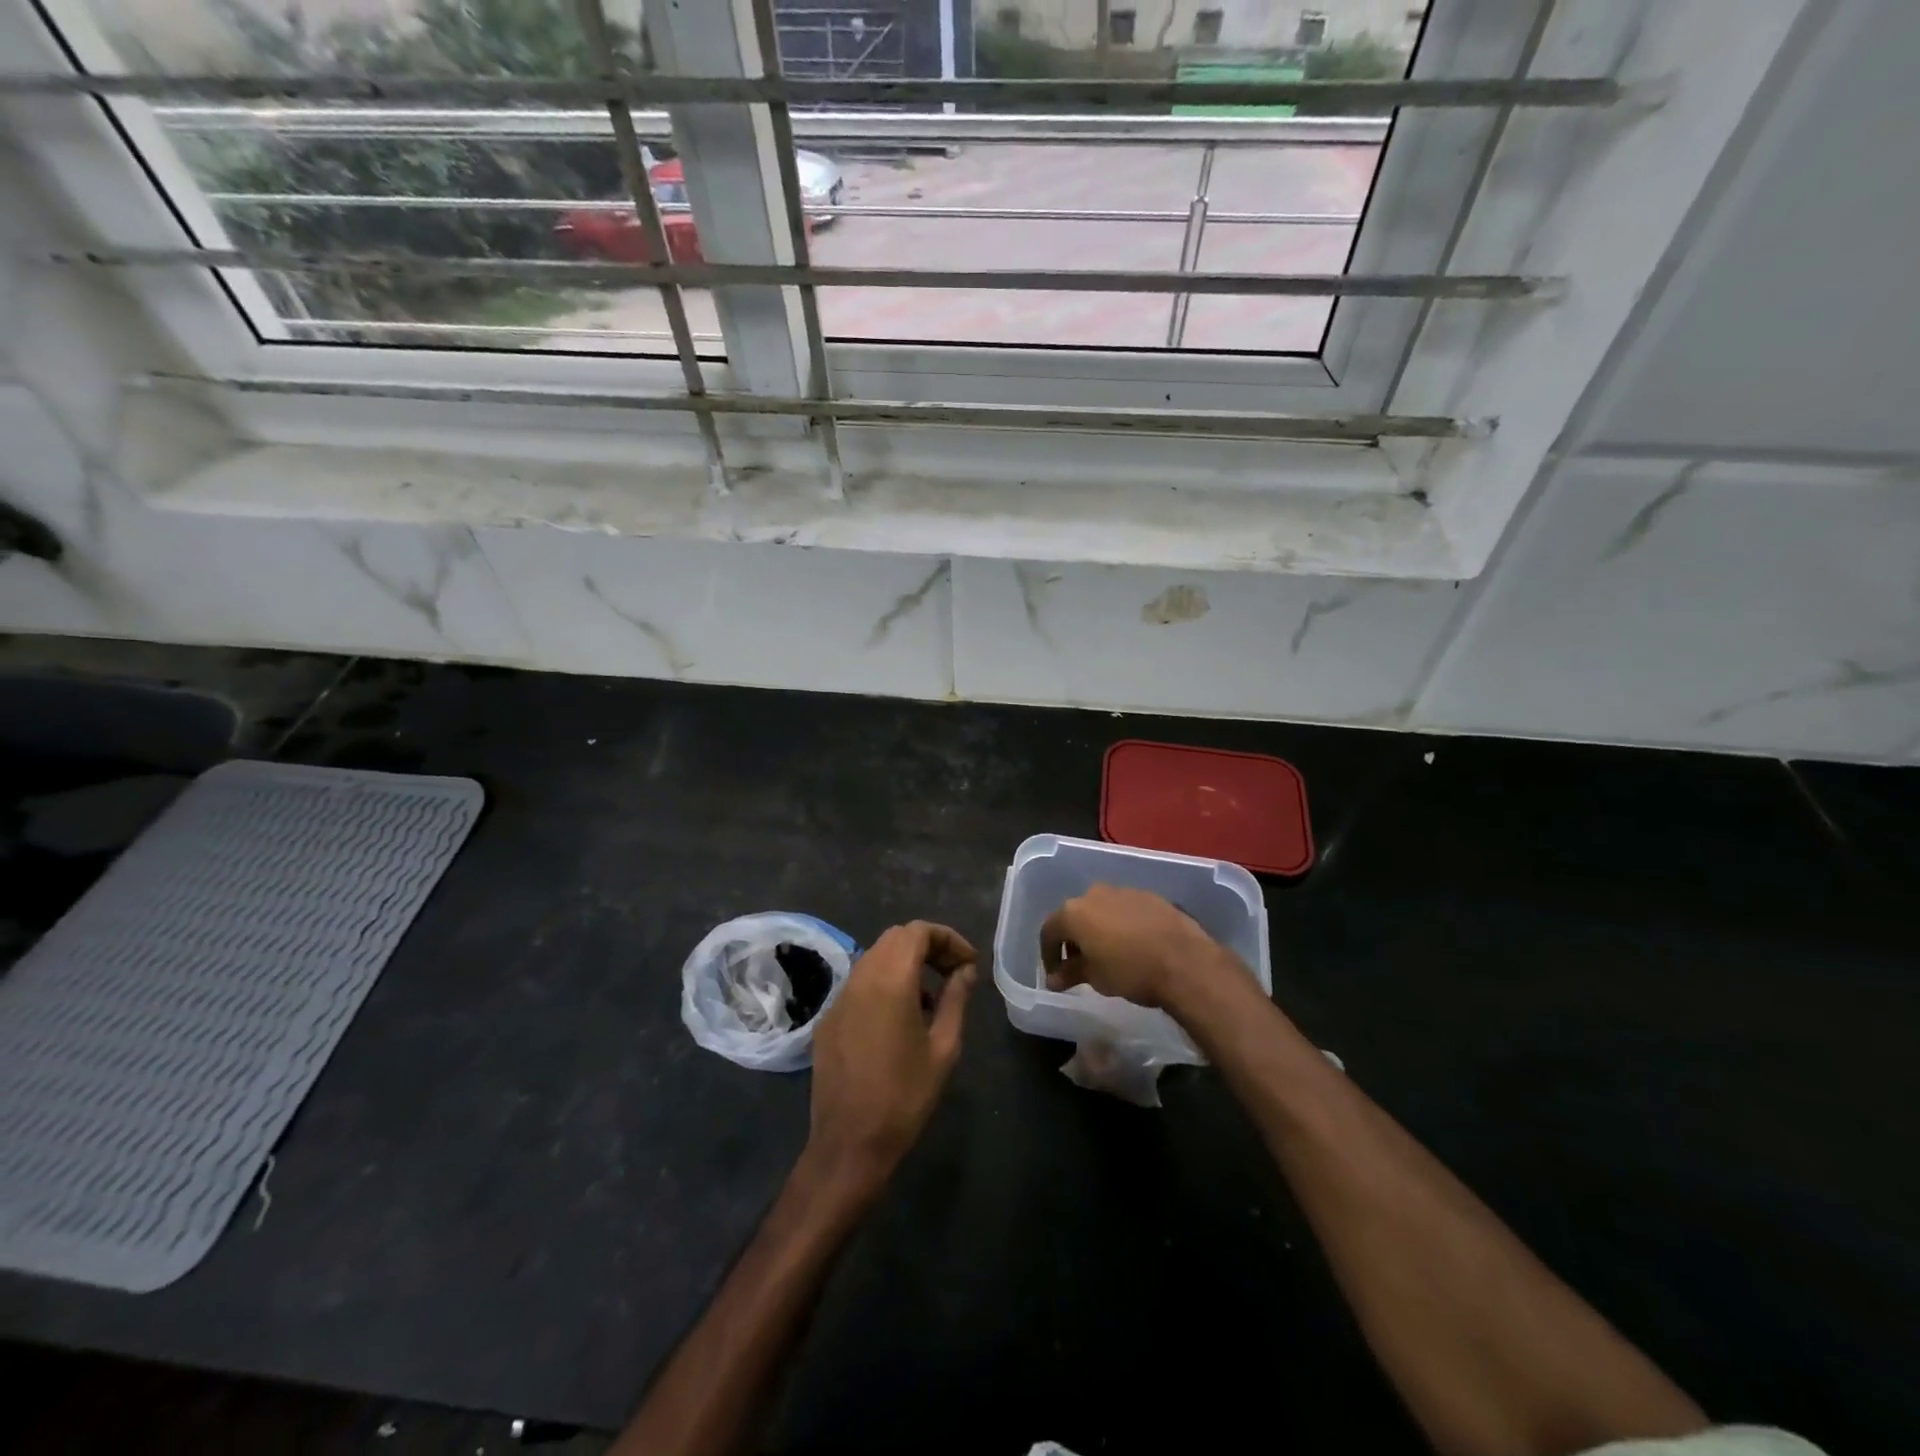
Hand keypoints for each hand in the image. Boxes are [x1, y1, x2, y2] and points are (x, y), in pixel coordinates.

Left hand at [804, 921, 976, 1198]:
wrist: (849, 1144)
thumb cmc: (905, 1097)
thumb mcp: (943, 1048)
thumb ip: (956, 999)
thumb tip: (966, 970)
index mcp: (890, 981)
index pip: (917, 931)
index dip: (948, 938)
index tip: (969, 962)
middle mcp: (860, 978)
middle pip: (895, 938)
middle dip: (928, 946)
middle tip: (954, 973)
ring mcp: (839, 998)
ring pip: (875, 957)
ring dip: (906, 963)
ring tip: (932, 998)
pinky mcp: (828, 1018)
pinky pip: (860, 983)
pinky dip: (884, 983)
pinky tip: (901, 1018)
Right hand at [1041, 884, 1235, 1009]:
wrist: (1185, 961)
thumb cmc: (1130, 971)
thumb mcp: (1095, 978)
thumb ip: (1070, 974)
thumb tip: (1053, 979)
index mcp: (1074, 911)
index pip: (1049, 930)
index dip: (1048, 954)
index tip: (1055, 974)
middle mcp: (1095, 894)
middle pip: (1075, 915)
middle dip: (1074, 939)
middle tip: (1081, 964)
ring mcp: (1124, 891)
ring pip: (1101, 910)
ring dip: (1099, 929)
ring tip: (1109, 955)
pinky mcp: (1150, 896)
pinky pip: (1126, 910)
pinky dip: (1122, 925)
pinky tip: (1134, 945)